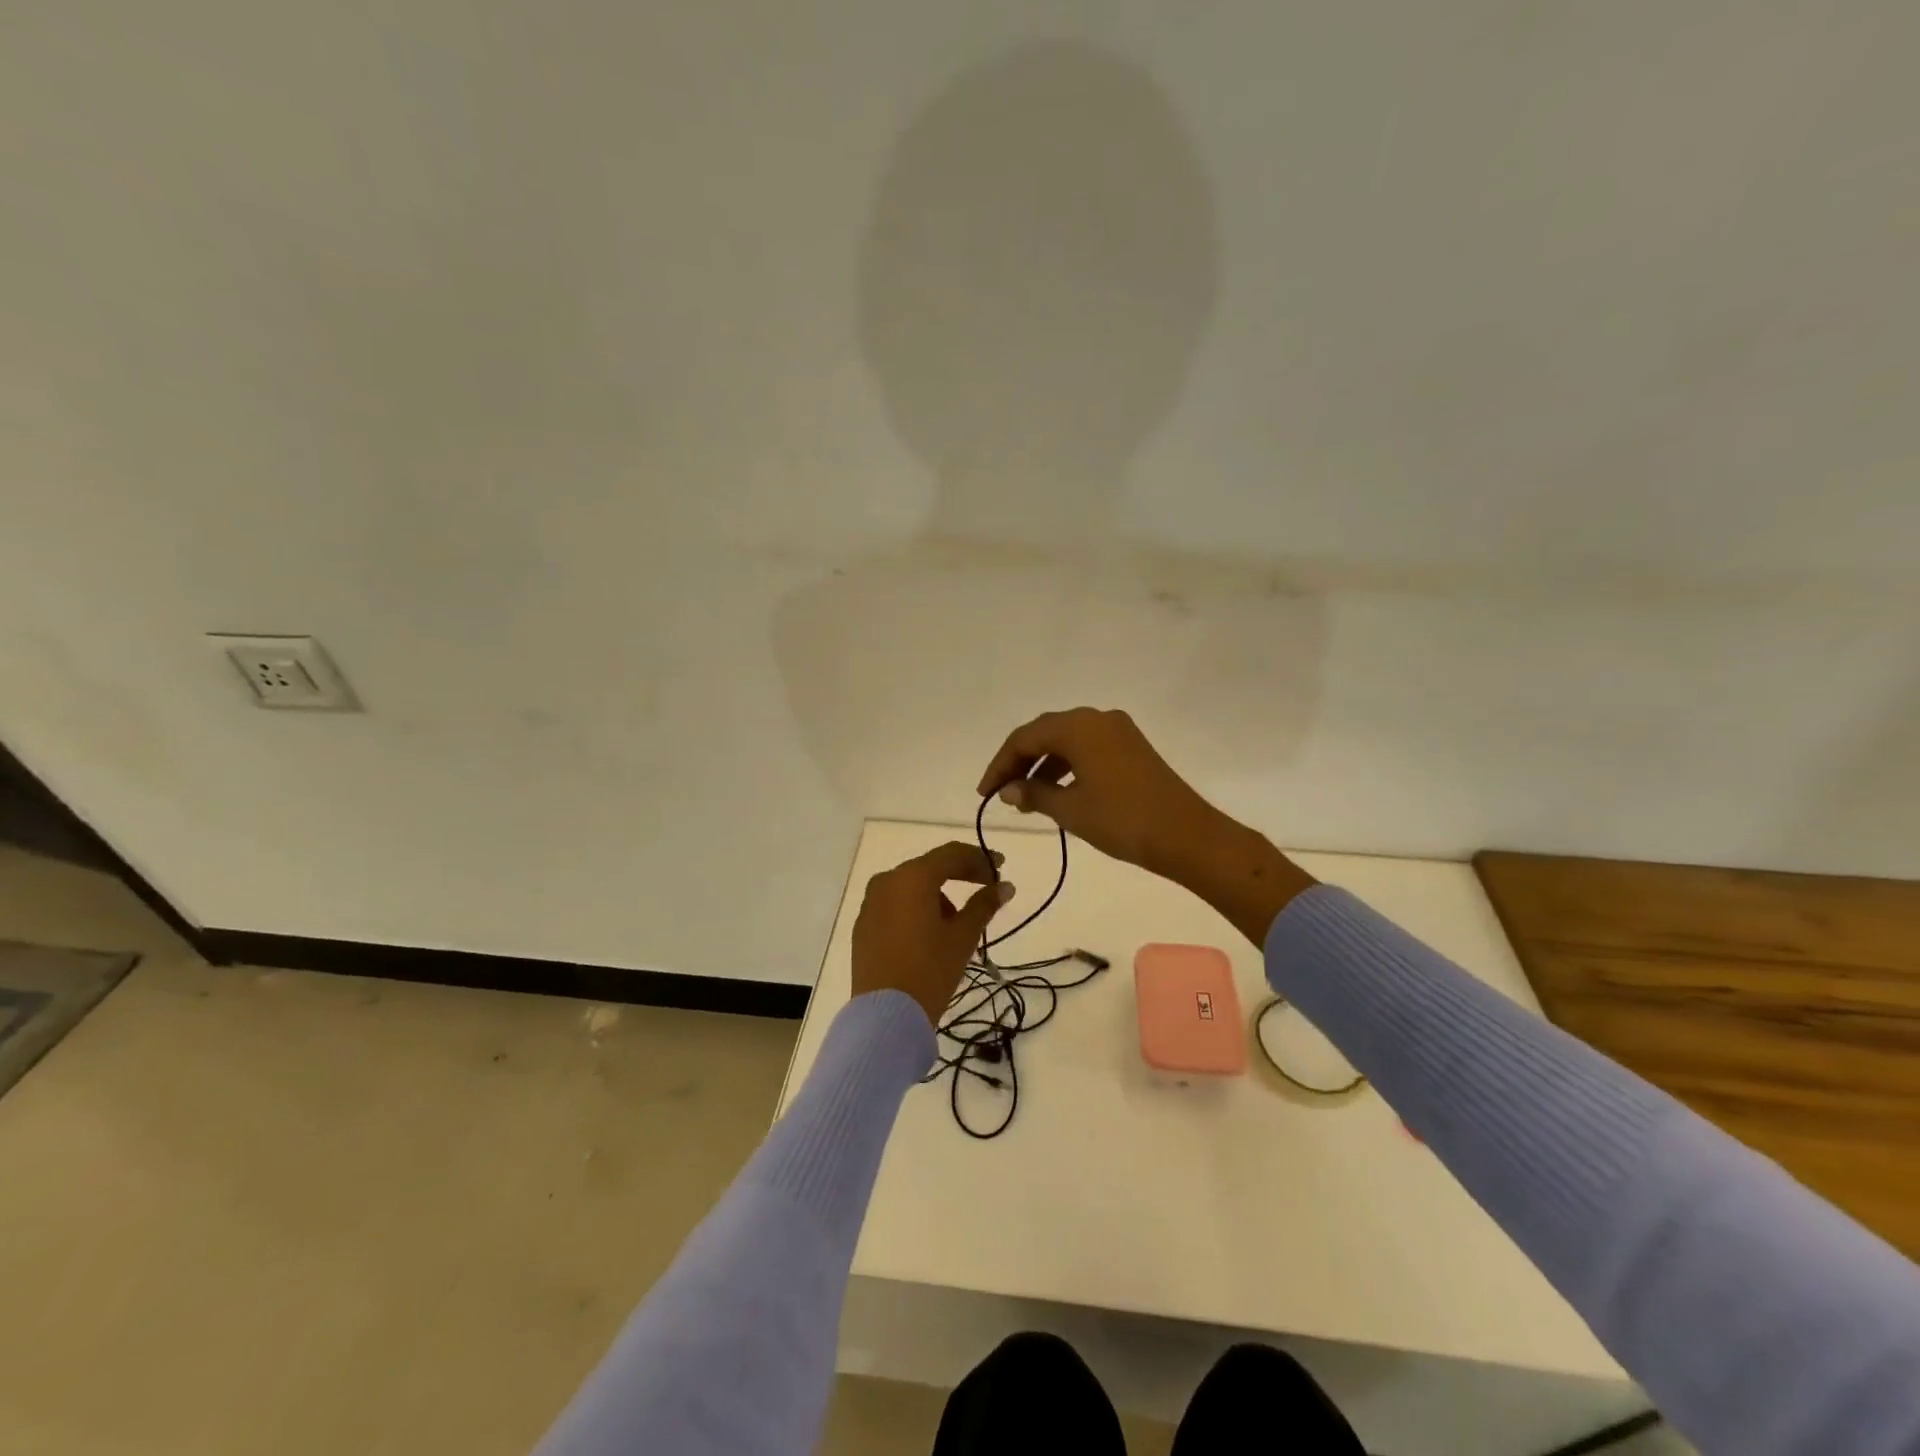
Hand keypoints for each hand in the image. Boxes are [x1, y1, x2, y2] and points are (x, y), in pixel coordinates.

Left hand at [851, 841, 1015, 1025]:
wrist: (885, 1016)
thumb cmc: (930, 970)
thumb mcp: (963, 937)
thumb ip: (984, 905)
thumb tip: (1006, 886)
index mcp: (912, 877)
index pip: (952, 855)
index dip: (979, 859)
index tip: (1001, 867)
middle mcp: (887, 881)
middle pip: (930, 868)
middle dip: (960, 875)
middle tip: (986, 888)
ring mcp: (870, 902)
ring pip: (912, 886)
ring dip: (938, 895)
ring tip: (958, 922)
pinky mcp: (863, 925)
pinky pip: (895, 904)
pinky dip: (916, 908)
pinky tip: (929, 932)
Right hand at [976, 707, 1223, 878]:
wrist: (1187, 835)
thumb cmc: (1122, 820)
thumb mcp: (1070, 809)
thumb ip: (1033, 793)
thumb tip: (1008, 789)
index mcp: (1078, 726)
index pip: (1025, 738)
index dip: (1000, 764)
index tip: (985, 793)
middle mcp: (1097, 719)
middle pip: (1045, 733)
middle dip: (1019, 762)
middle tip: (1001, 793)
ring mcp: (1118, 731)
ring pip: (1067, 741)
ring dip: (1043, 765)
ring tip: (1026, 798)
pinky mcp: (1132, 747)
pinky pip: (1087, 748)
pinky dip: (1067, 766)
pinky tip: (1058, 792)